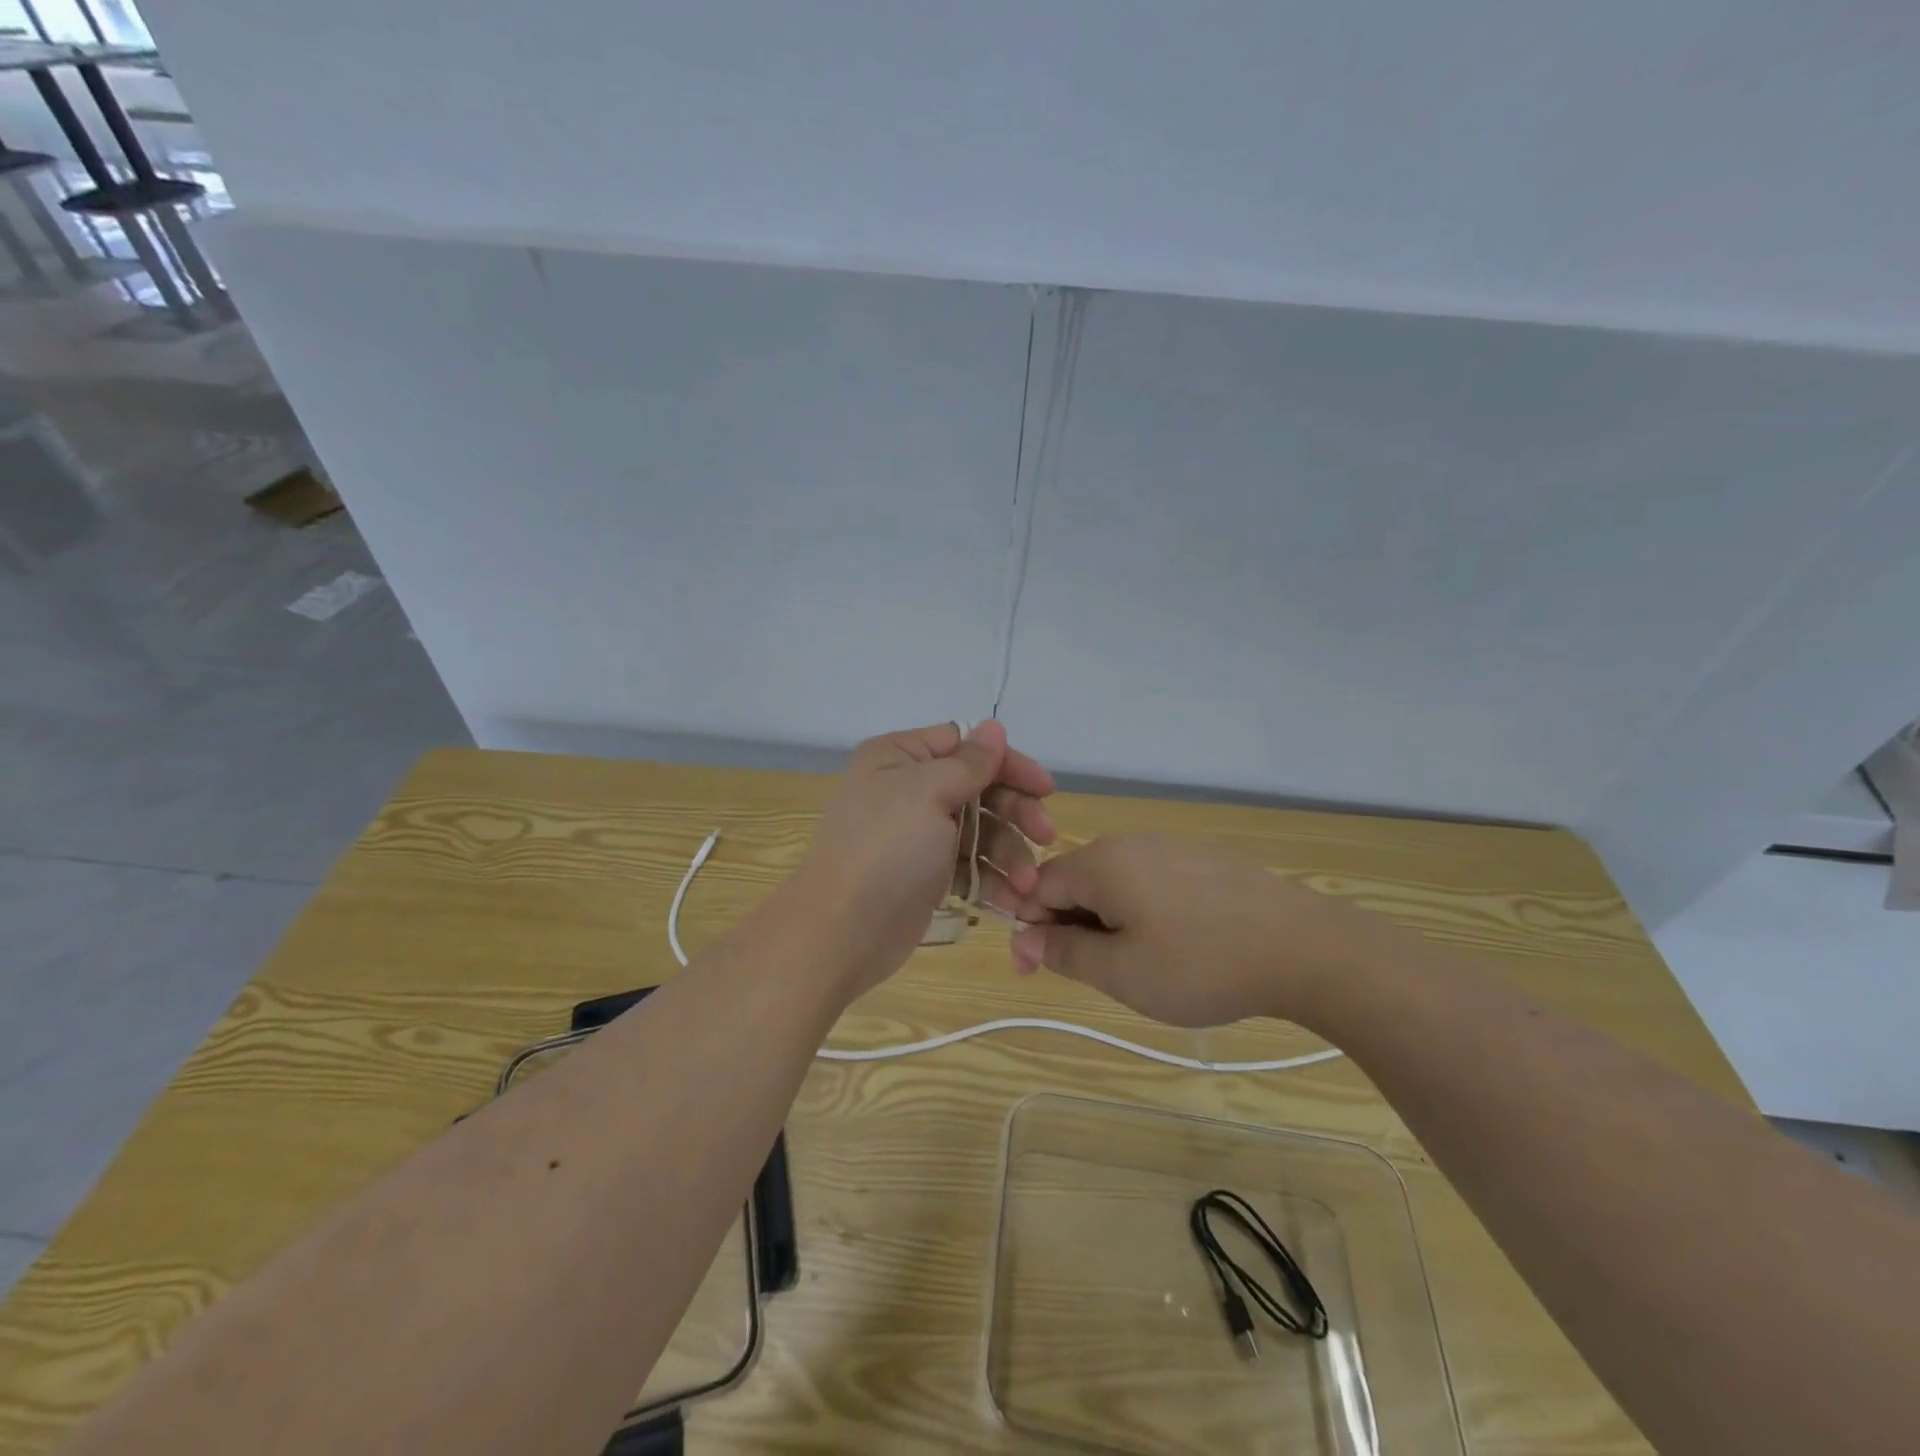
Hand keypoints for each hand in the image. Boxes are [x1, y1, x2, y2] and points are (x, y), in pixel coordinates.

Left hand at [790, 720, 1055, 997]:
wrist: (841, 931)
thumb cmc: (885, 849)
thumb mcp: (928, 793)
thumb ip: (969, 762)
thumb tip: (994, 726)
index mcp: (900, 758)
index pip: (965, 745)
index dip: (1007, 763)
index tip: (1045, 789)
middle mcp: (907, 789)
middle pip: (978, 788)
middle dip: (1015, 812)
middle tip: (1047, 837)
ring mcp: (917, 834)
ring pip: (979, 831)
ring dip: (1009, 854)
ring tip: (1029, 885)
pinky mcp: (926, 874)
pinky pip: (969, 867)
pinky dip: (993, 881)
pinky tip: (1016, 901)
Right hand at [1009, 835, 1384, 1027]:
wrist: (1304, 947)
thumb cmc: (1200, 964)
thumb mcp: (1121, 972)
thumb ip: (1064, 952)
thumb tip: (1024, 936)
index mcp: (1099, 862)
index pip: (1036, 888)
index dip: (1029, 931)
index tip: (1037, 974)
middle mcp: (1128, 843)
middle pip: (1075, 882)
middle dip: (1070, 928)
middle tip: (1095, 977)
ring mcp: (1170, 846)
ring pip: (1115, 884)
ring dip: (1107, 924)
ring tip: (1139, 967)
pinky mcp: (1202, 859)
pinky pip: (1151, 882)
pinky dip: (1143, 913)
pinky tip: (1176, 946)